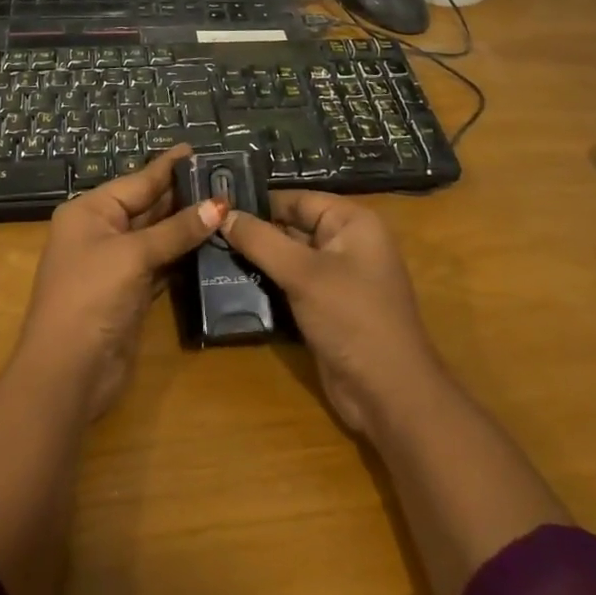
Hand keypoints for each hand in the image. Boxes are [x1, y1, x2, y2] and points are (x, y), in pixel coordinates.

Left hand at [16, 146, 224, 420]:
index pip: (138, 181)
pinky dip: (183, 255)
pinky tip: (212, 244)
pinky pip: (161, 264)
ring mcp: (115, 264)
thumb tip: (218, 205)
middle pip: (148, 206)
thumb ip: (176, 230)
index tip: (198, 149)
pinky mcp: (130, 293)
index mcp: (90, 211)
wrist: (67, 372)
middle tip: (224, 178)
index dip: (169, 166)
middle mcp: (101, 232)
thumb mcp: (133, 255)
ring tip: (226, 206)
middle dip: (183, 195)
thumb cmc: (92, 297)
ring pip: (157, 236)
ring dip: (187, 226)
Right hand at [220, 192, 440, 433]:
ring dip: (257, 260)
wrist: (388, 394)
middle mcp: (347, 243)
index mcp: (352, 222)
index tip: (216, 207)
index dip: (259, 203)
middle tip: (207, 231)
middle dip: (254, 232)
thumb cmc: (351, 318)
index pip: (298, 199)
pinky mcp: (326, 307)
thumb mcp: (303, 274)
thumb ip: (260, 241)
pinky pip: (292, 284)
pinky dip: (268, 284)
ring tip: (210, 253)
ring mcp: (338, 277)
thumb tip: (222, 213)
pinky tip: (231, 283)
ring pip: (289, 258)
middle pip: (292, 227)